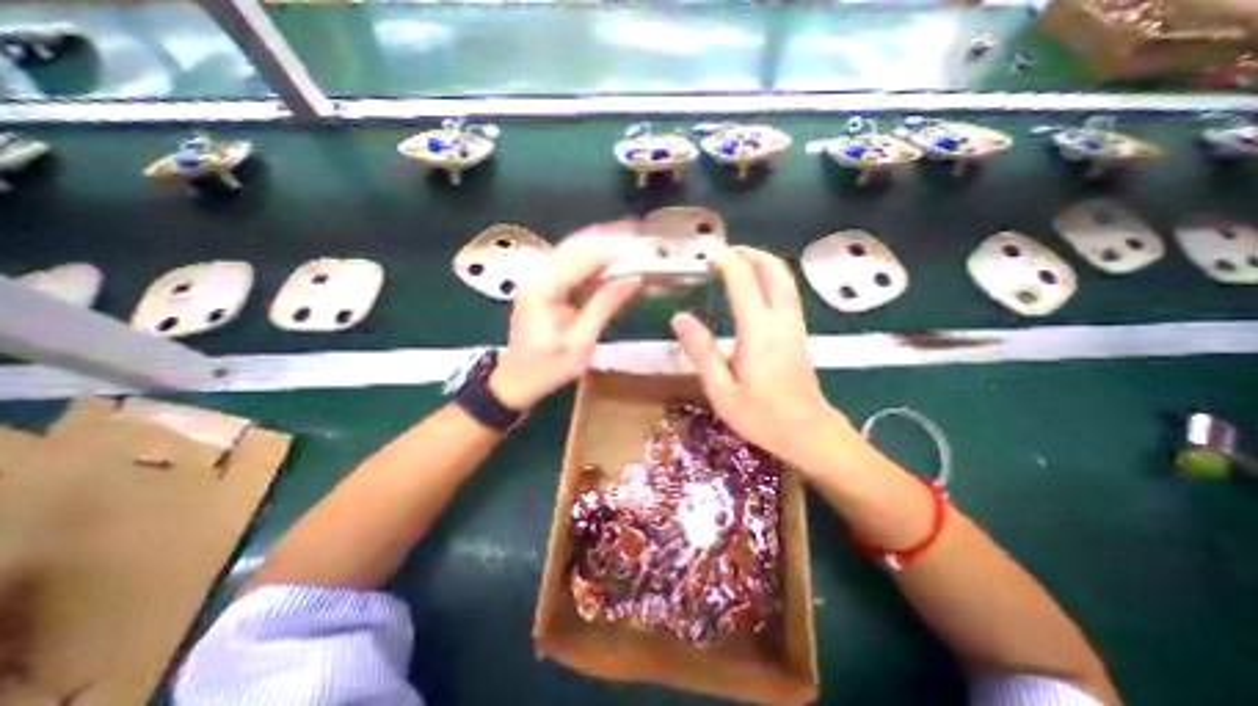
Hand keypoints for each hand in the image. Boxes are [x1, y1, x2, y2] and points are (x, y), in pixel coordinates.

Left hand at [487, 223, 642, 411]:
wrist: (518, 379)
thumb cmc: (549, 366)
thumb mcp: (581, 341)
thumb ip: (606, 305)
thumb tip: (635, 278)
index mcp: (544, 285)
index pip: (584, 256)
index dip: (617, 248)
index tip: (645, 245)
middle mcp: (538, 271)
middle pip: (579, 243)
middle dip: (613, 239)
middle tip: (644, 238)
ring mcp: (539, 274)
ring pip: (577, 248)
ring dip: (606, 246)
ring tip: (635, 244)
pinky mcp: (544, 282)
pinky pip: (574, 262)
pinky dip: (596, 260)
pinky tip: (615, 260)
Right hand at [669, 244, 853, 470]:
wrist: (809, 434)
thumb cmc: (761, 417)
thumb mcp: (721, 390)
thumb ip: (701, 351)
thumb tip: (679, 317)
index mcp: (758, 330)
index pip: (743, 280)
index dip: (726, 260)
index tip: (706, 252)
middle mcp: (780, 319)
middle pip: (773, 269)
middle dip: (749, 253)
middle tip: (722, 252)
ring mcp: (794, 324)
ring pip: (785, 278)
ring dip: (762, 262)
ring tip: (736, 262)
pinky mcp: (799, 332)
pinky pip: (787, 292)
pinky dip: (771, 277)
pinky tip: (755, 287)